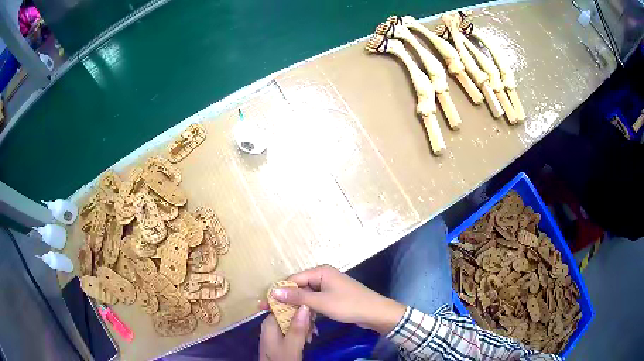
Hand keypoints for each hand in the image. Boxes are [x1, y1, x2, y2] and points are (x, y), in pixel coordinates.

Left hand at [259, 305, 310, 360]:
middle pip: (288, 313)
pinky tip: (308, 339)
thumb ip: (297, 327)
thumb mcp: (292, 345)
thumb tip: (305, 304)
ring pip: (292, 322)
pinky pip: (291, 331)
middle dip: (303, 318)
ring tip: (313, 335)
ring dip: (304, 327)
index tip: (312, 309)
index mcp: (269, 323)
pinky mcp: (279, 340)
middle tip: (314, 328)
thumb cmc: (281, 360)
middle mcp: (270, 325)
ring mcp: (274, 333)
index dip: (297, 304)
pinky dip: (301, 333)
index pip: (282, 304)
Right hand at [261, 265, 404, 333]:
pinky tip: (302, 318)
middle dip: (287, 300)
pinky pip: (315, 300)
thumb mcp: (321, 302)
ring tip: (284, 317)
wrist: (375, 312)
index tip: (266, 304)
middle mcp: (323, 276)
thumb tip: (273, 291)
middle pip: (299, 287)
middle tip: (271, 312)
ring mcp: (328, 286)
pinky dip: (309, 309)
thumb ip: (297, 297)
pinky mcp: (332, 296)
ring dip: (298, 306)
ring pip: (307, 295)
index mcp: (320, 271)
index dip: (279, 292)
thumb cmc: (348, 305)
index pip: (293, 279)